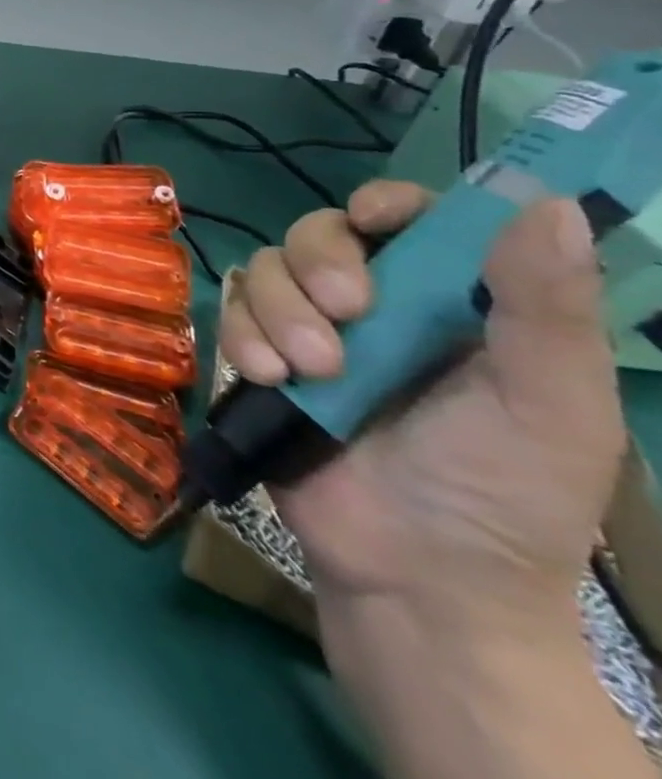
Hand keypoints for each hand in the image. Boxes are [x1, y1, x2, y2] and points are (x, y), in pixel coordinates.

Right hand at [219, 180, 624, 633]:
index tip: (373, 220)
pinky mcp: (260, 356)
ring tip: (311, 373)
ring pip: (264, 269)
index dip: (384, 204)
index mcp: (451, 303)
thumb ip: (544, 307)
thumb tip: (542, 203)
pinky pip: (229, 314)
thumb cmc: (505, 493)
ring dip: (280, 312)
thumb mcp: (550, 404)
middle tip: (346, 311)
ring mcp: (308, 329)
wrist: (416, 576)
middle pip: (319, 233)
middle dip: (319, 263)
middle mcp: (375, 304)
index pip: (409, 220)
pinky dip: (244, 339)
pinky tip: (270, 380)